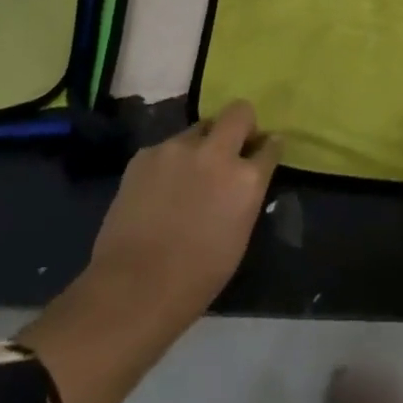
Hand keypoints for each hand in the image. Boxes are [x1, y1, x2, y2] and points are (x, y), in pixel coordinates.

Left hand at [87, 100, 280, 324]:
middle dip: (241, 124)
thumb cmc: (196, 278)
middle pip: (239, 112)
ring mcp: (178, 148)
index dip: (267, 146)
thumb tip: (246, 178)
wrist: (133, 290)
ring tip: (187, 176)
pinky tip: (158, 190)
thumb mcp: (238, 236)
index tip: (263, 149)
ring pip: (198, 129)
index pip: (270, 145)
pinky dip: (169, 163)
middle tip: (231, 146)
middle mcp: (216, 152)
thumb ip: (245, 195)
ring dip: (200, 146)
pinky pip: (167, 148)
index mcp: (245, 180)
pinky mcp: (146, 153)